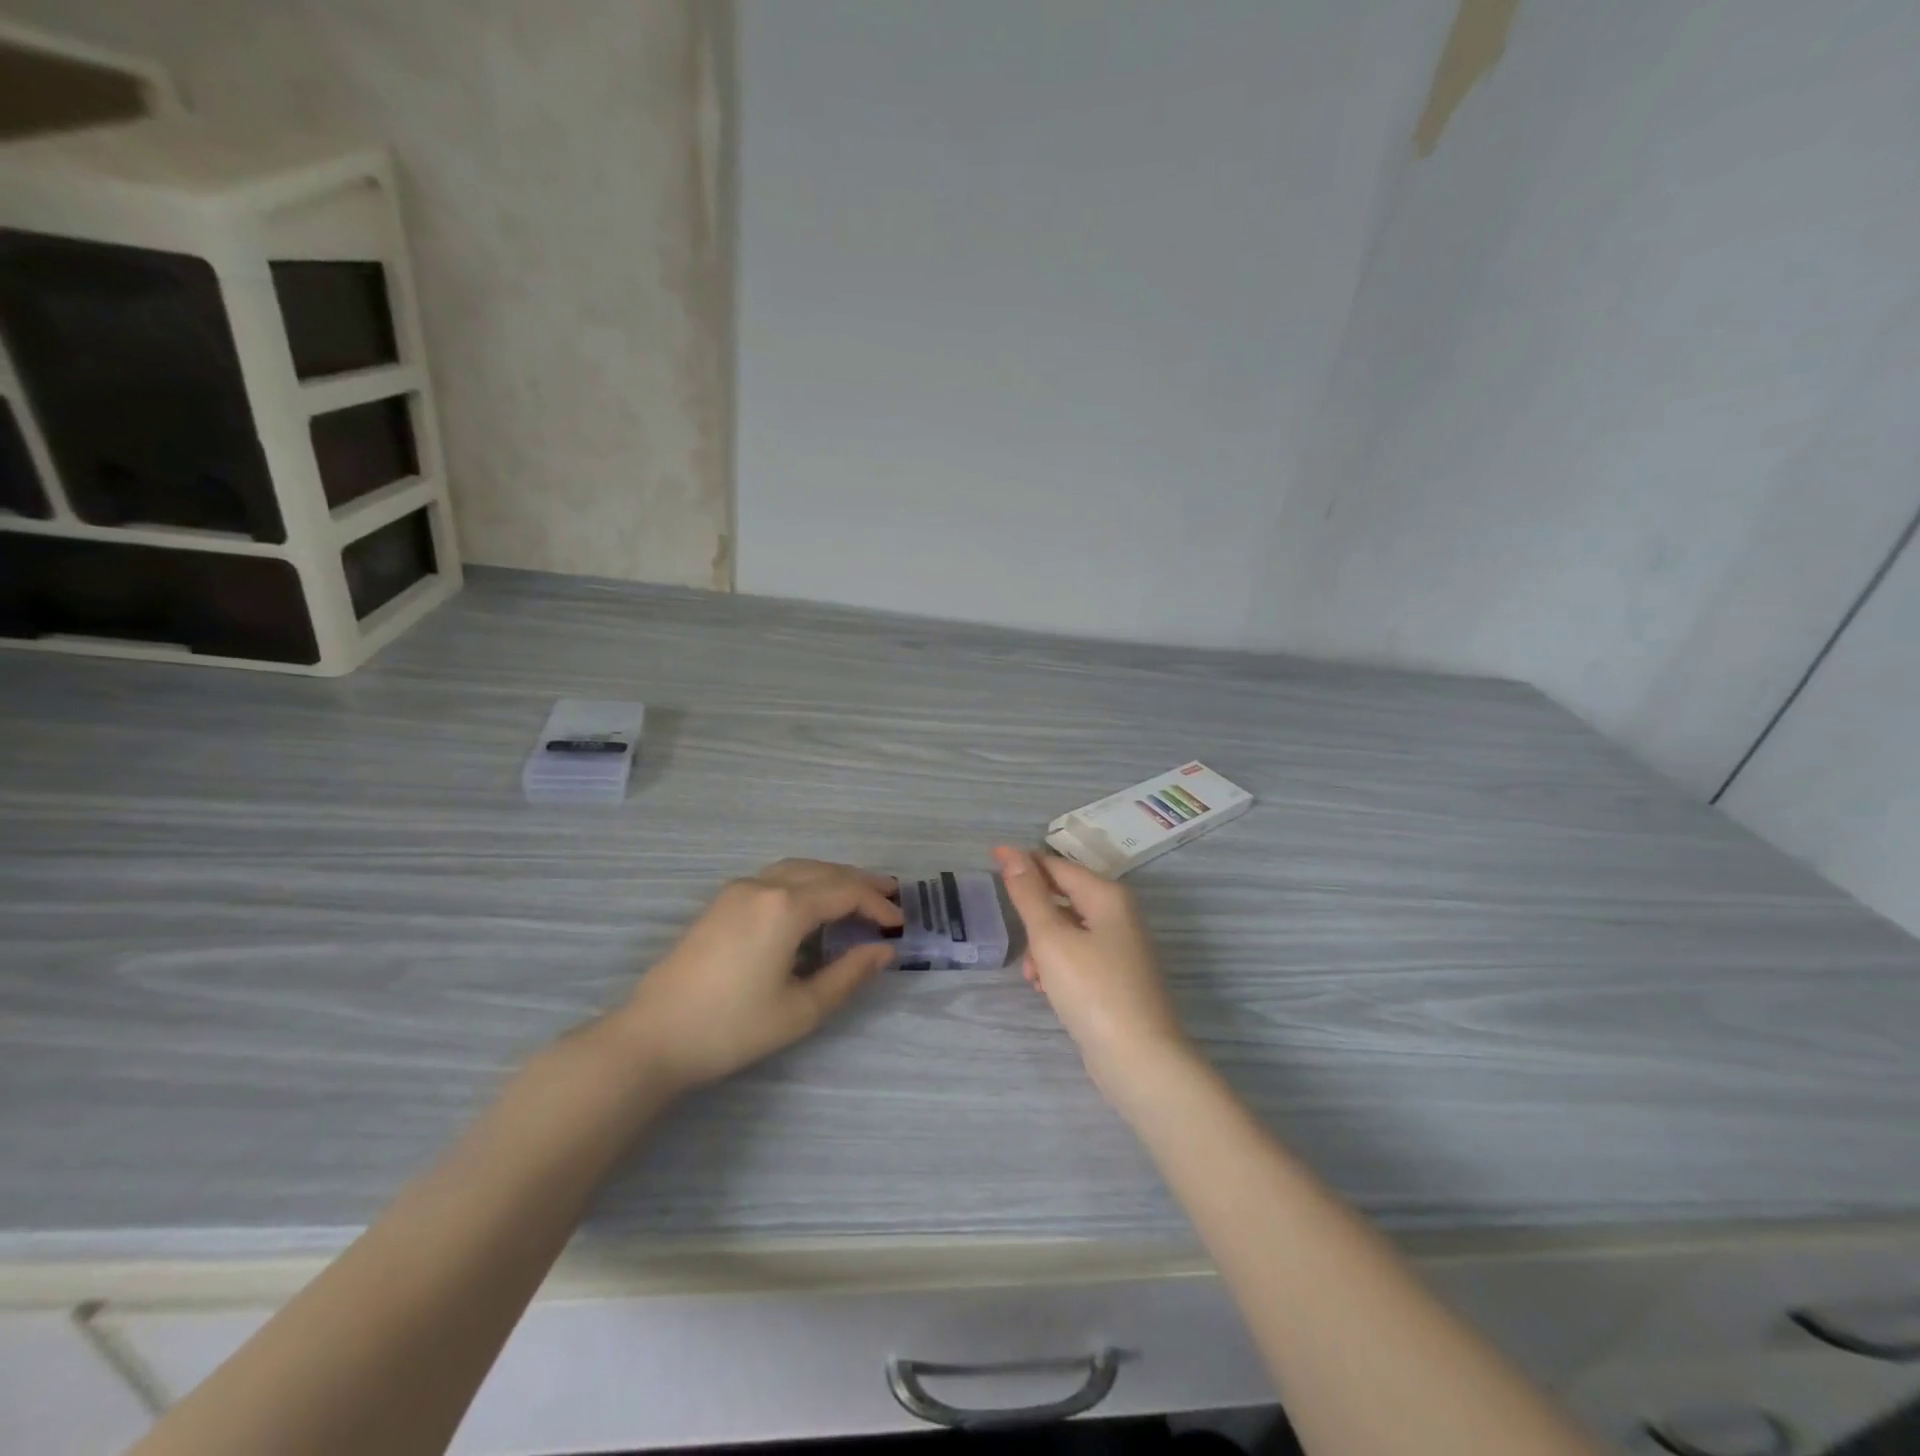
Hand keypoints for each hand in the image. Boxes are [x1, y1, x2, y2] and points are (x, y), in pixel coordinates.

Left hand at [620, 859, 901, 1092]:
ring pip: (798, 868)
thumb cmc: (732, 1027)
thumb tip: (885, 951)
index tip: (899, 925)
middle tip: (891, 895)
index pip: (846, 892)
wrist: (653, 1036)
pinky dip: (806, 881)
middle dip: (860, 882)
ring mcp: (738, 890)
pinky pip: (776, 877)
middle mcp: (764, 886)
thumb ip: (849, 975)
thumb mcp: (801, 1009)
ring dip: (832, 877)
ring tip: (858, 894)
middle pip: (824, 871)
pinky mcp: (721, 902)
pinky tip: (812, 903)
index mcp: (786, 907)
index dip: (877, 905)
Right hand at [993, 846, 1196, 1106]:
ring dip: (1043, 946)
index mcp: (1107, 896)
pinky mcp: (1117, 977)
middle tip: (1014, 933)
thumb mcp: (1051, 938)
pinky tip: (1047, 989)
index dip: (1024, 861)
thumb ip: (1029, 895)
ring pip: (1068, 930)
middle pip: (1064, 897)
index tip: (990, 857)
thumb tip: (1010, 852)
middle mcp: (1118, 914)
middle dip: (1034, 914)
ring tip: (1033, 975)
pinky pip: (1078, 956)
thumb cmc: (1092, 990)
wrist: (1138, 1060)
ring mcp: (1121, 947)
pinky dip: (1058, 966)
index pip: (1057, 866)